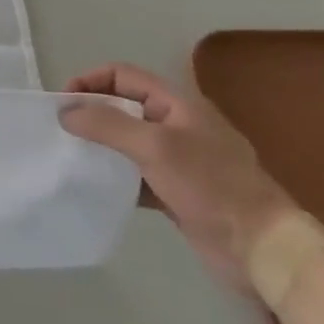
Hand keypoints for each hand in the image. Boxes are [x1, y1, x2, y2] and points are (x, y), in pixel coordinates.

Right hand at [59, 63, 296, 296]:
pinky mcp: (175, 190)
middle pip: (122, 107)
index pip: (123, 75)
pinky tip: (95, 186)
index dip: (89, 81)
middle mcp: (176, 125)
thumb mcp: (155, 146)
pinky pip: (134, 174)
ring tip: (71, 157)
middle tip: (60, 131)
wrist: (262, 247)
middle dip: (90, 114)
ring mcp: (178, 160)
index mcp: (178, 104)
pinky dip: (113, 176)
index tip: (62, 104)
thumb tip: (65, 113)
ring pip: (126, 142)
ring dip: (99, 146)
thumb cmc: (211, 185)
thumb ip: (107, 124)